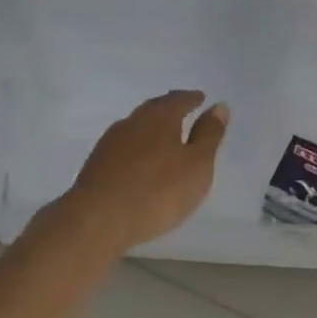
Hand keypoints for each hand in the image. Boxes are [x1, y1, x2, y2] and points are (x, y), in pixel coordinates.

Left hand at [51, 90, 229, 255]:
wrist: (97, 219)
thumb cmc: (157, 191)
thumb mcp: (197, 165)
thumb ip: (209, 135)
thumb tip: (219, 106)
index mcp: (160, 116)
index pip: (179, 99)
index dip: (192, 99)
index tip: (201, 98)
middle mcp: (133, 121)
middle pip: (155, 109)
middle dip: (170, 109)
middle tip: (184, 111)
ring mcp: (111, 141)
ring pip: (137, 127)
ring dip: (152, 128)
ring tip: (164, 137)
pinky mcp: (97, 163)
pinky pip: (124, 146)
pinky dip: (137, 147)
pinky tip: (140, 160)